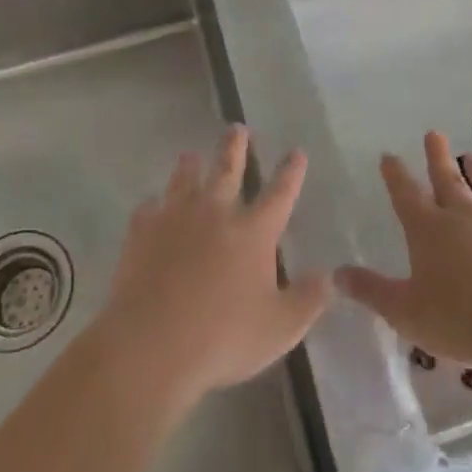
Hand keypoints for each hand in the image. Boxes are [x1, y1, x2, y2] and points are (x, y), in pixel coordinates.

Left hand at [93, 125, 330, 417]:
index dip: (291, 172)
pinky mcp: (142, 232)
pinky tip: (151, 206)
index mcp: (253, 232)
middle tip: (237, 127)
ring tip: (191, 154)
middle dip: (235, 146)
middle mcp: (216, 213)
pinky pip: (148, 209)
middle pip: (227, 169)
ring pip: (185, 179)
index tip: (296, 151)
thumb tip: (329, 277)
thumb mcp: (280, 328)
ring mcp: (175, 218)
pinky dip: (153, 205)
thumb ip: (308, 300)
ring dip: (190, 165)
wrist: (151, 343)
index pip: (280, 193)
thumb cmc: (223, 337)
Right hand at [336, 131, 471, 370]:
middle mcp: (465, 219)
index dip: (396, 175)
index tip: (389, 156)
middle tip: (434, 134)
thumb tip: (336, 275)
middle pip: (449, 181)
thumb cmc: (460, 320)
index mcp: (429, 230)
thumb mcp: (405, 312)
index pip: (406, 194)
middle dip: (438, 158)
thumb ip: (372, 291)